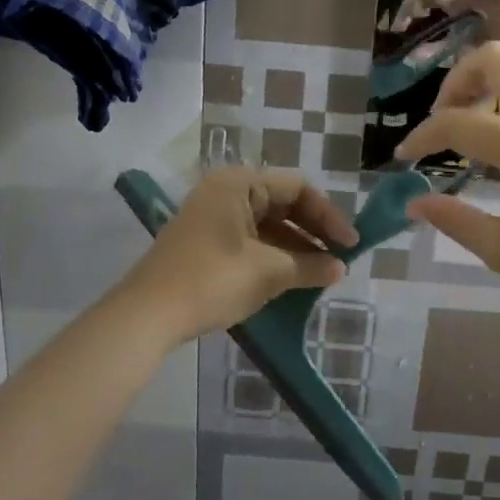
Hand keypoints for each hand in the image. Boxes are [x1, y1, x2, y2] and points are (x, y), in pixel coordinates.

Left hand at [121, 169, 357, 341]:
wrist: (148, 315)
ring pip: (267, 225)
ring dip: (296, 246)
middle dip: (313, 231)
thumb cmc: (213, 280)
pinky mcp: (205, 243)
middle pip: (282, 203)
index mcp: (238, 184)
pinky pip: (250, 240)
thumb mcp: (268, 272)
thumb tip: (340, 268)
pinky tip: (292, 278)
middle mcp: (225, 192)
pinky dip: (274, 256)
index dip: (329, 216)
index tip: (350, 245)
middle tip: (339, 258)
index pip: (297, 188)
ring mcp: (212, 218)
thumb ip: (309, 266)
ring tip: (321, 272)